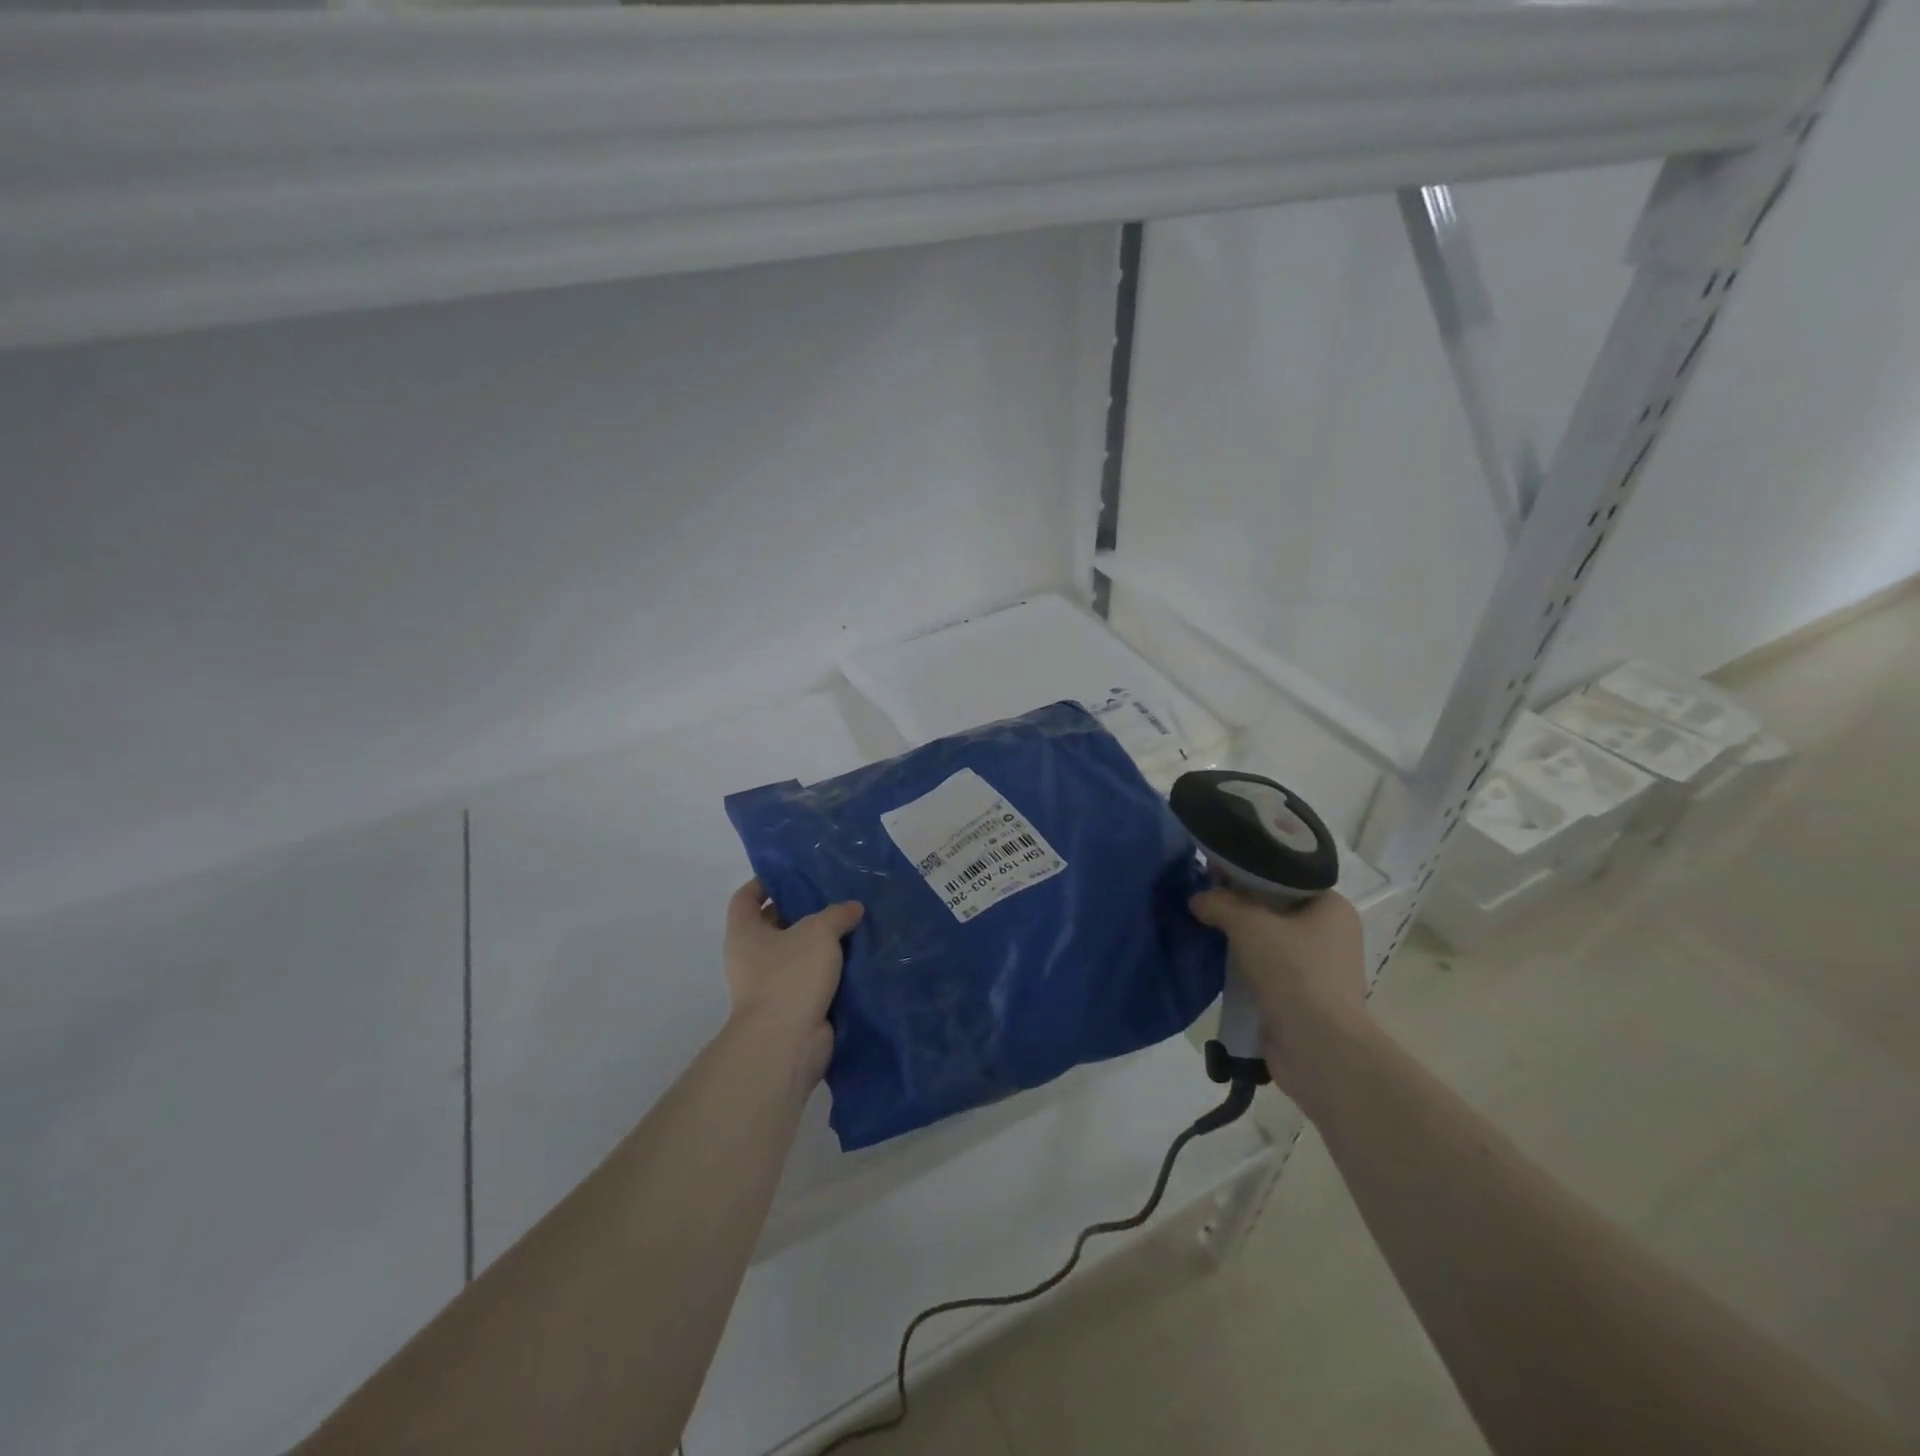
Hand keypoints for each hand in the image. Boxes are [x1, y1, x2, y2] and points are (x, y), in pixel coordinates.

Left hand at [723, 879, 862, 1086]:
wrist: (787, 1042)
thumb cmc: (790, 975)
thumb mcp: (819, 932)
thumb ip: (837, 914)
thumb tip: (852, 908)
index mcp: (744, 933)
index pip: (746, 898)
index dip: (765, 882)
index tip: (792, 874)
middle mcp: (750, 958)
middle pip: (773, 925)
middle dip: (801, 912)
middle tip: (833, 897)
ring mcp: (769, 986)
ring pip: (796, 954)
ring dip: (819, 944)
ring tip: (851, 925)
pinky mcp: (791, 1008)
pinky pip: (810, 980)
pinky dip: (829, 971)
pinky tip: (856, 959)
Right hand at [1188, 889, 1375, 1110]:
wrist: (1319, 1048)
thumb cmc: (1294, 972)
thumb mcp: (1249, 924)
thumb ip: (1219, 903)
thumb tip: (1197, 899)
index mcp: (1332, 907)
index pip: (1285, 877)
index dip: (1248, 871)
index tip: (1214, 871)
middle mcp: (1331, 933)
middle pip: (1275, 907)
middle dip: (1239, 904)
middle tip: (1203, 897)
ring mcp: (1319, 968)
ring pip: (1268, 940)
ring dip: (1239, 937)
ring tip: (1203, 925)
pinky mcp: (1302, 996)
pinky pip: (1266, 969)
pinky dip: (1244, 965)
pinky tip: (1216, 961)